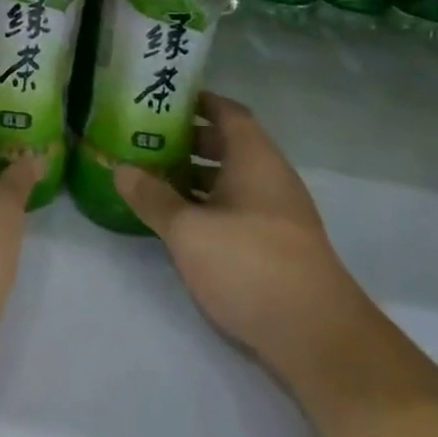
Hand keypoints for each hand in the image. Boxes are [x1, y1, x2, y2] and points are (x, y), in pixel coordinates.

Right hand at [114, 93, 371, 383]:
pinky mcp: (276, 246)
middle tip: (146, 138)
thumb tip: (120, 168)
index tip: (163, 99)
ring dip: (196, 175)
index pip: (228, 112)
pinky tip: (180, 220)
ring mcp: (277, 214)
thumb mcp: (188, 229)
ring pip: (231, 179)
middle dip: (188, 139)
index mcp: (254, 159)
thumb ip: (152, 197)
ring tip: (153, 177)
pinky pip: (236, 208)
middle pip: (228, 144)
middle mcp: (270, 178)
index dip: (198, 101)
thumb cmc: (249, 264)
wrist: (316, 337)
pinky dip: (208, 204)